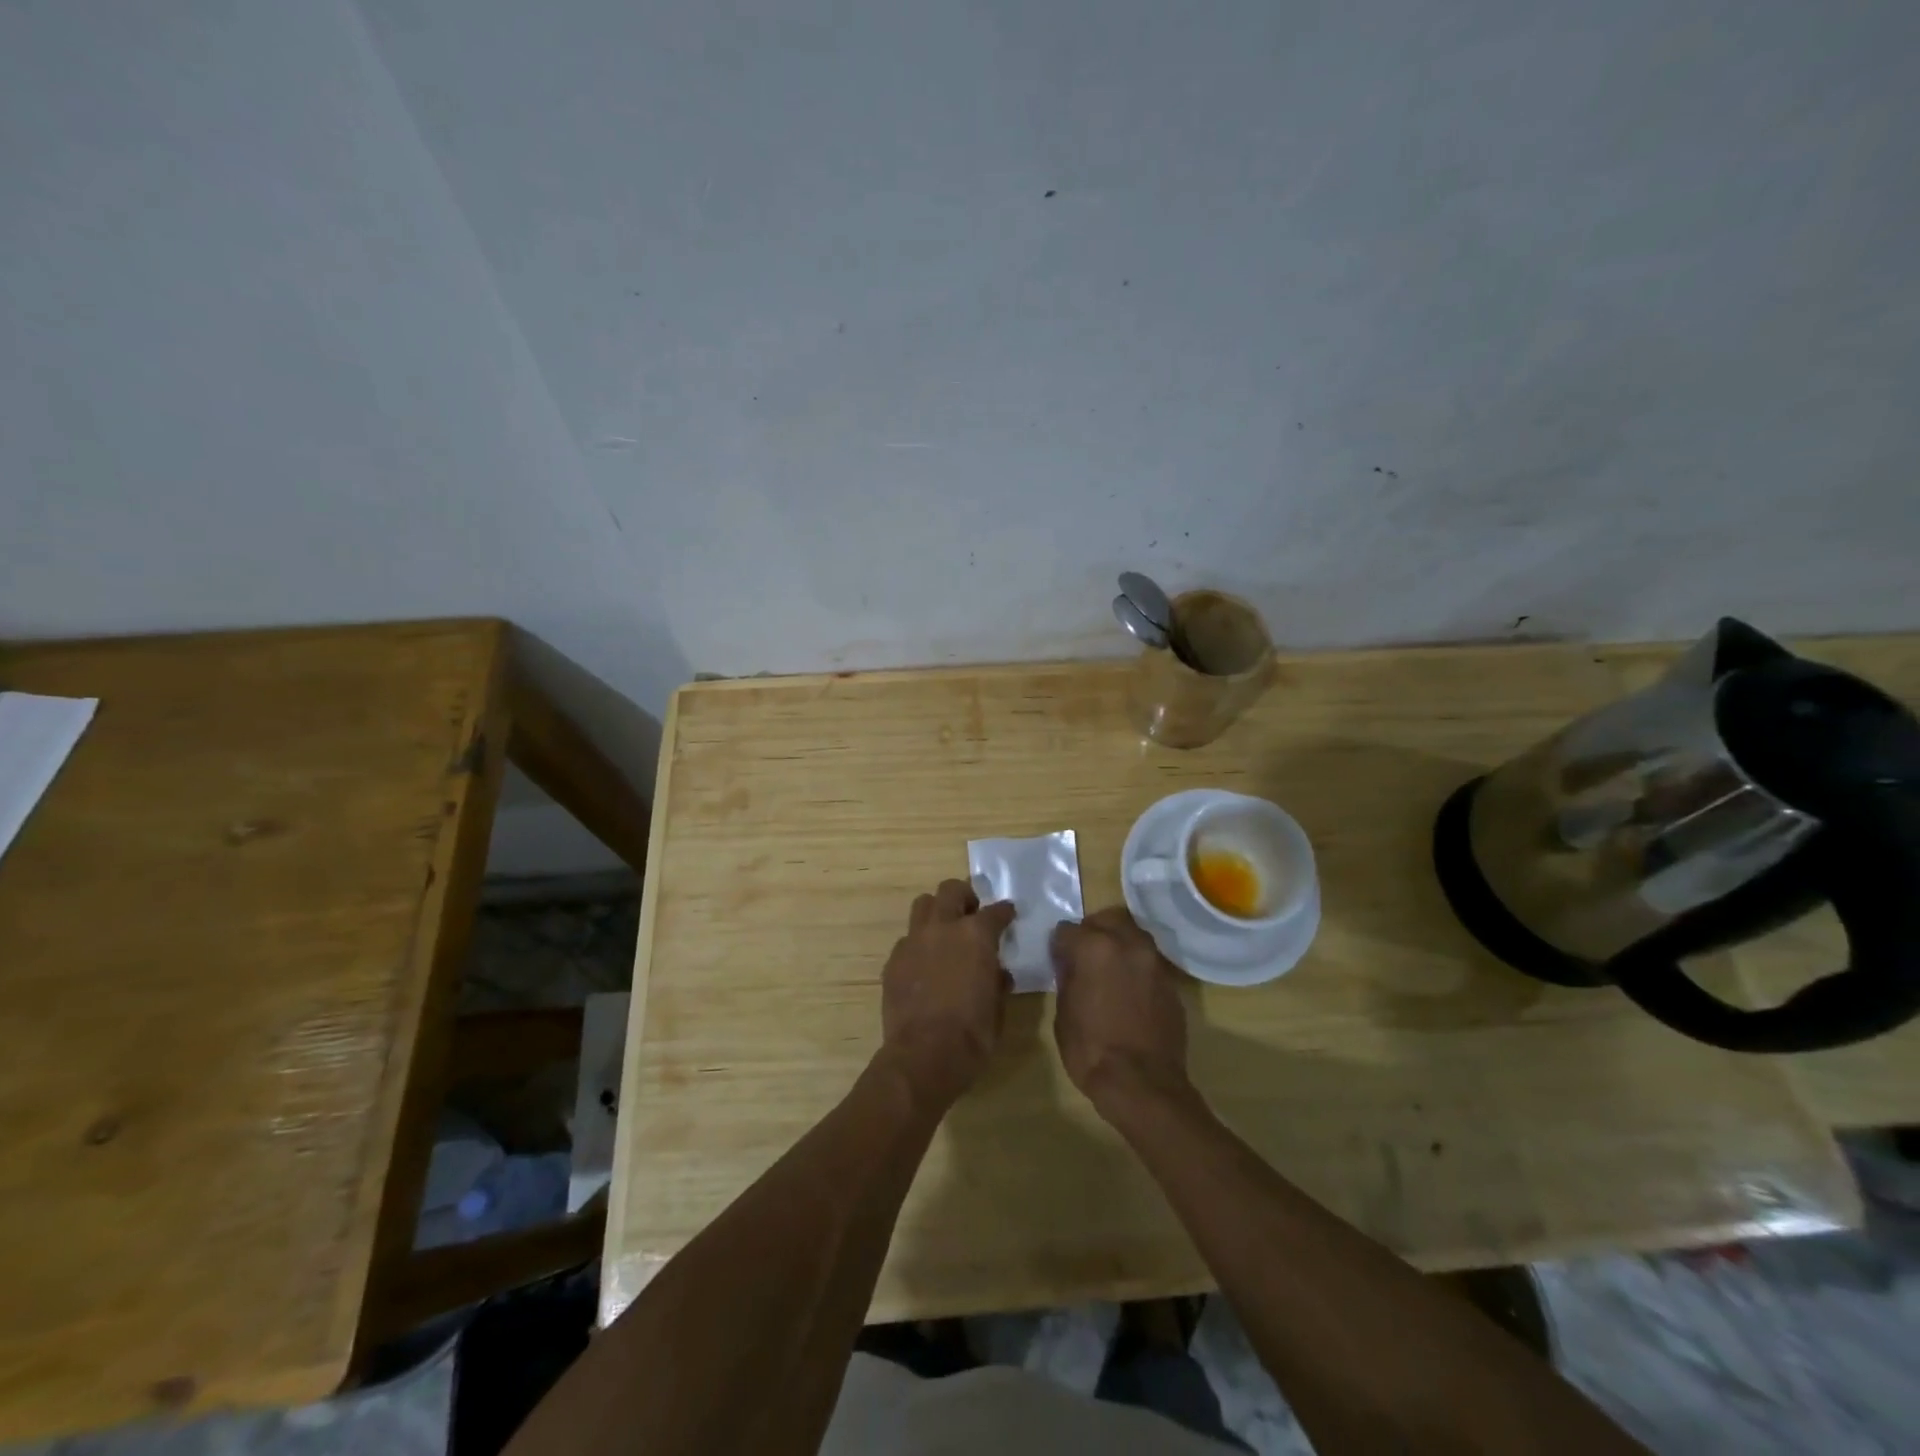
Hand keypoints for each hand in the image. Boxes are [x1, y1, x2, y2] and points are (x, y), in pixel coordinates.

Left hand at [880, 879, 1015, 1110]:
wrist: (924, 1055)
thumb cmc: (972, 1034)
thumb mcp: (998, 1008)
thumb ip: (997, 981)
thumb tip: (997, 972)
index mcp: (976, 935)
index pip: (996, 911)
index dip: (1005, 912)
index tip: (1008, 914)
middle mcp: (943, 927)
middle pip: (951, 890)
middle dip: (965, 896)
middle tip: (972, 913)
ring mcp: (914, 941)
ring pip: (923, 905)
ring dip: (937, 911)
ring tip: (945, 930)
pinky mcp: (894, 960)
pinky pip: (907, 938)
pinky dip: (919, 943)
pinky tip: (925, 964)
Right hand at [1051, 906, 1191, 1115]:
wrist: (1143, 1084)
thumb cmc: (1091, 1050)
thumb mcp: (1063, 1013)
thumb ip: (1068, 978)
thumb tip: (1071, 965)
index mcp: (1095, 947)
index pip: (1068, 929)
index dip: (1059, 945)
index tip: (1058, 960)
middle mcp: (1128, 944)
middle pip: (1108, 918)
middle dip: (1094, 930)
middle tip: (1084, 954)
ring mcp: (1154, 962)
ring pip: (1134, 935)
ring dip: (1119, 944)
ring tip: (1108, 970)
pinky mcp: (1171, 983)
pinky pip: (1148, 962)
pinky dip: (1136, 967)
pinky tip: (1128, 991)